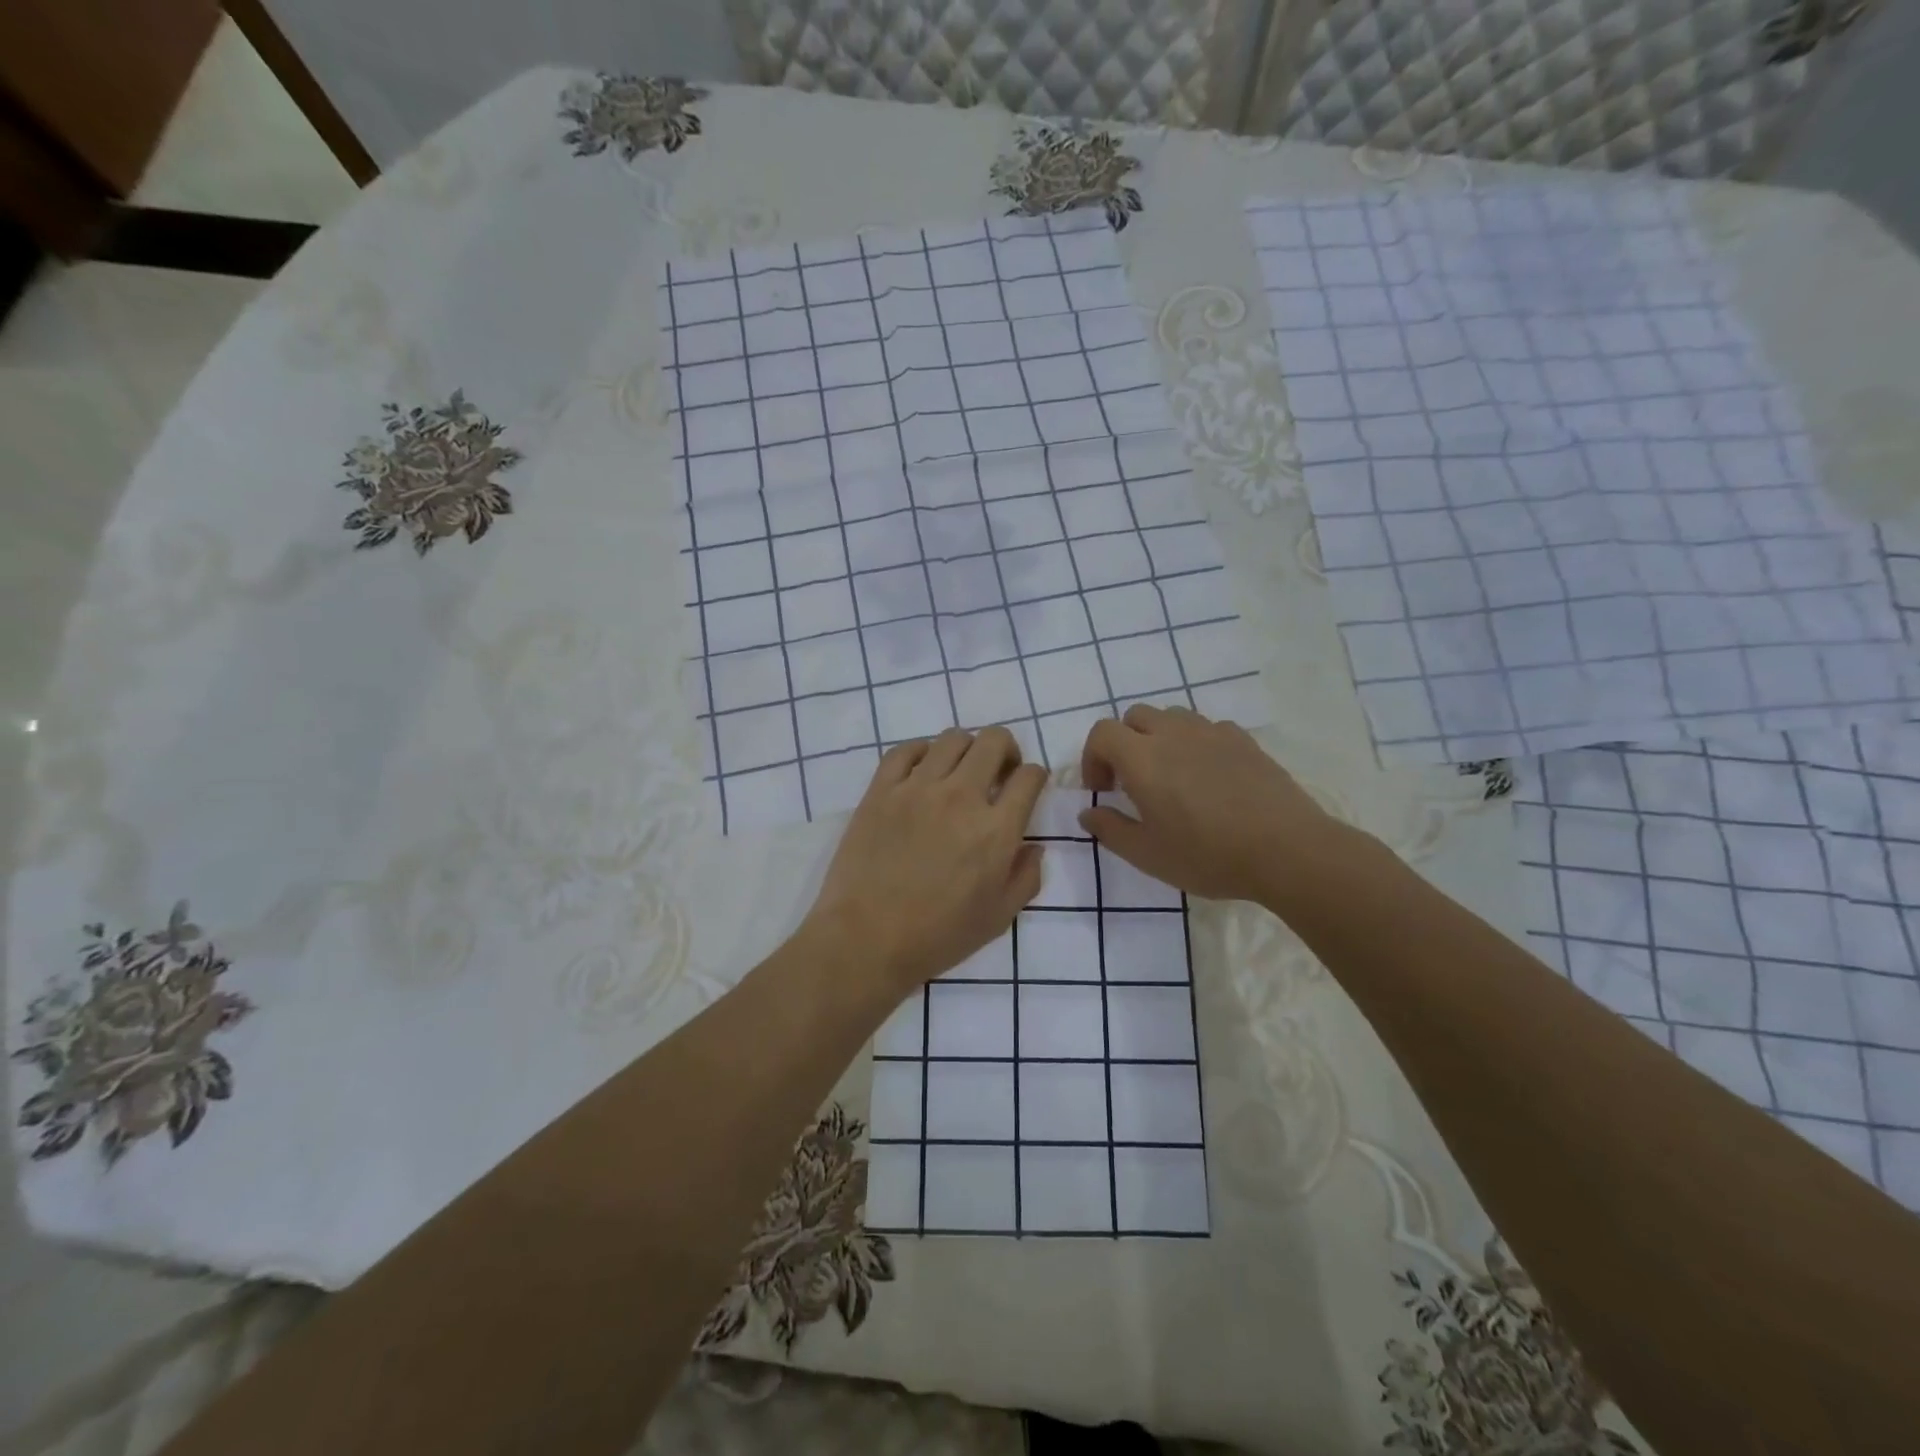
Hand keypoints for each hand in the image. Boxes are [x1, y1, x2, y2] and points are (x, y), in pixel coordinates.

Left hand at [805, 727, 1047, 998]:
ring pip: (952, 738)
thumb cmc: (937, 937)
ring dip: (966, 748)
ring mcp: (917, 788)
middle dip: (1006, 750)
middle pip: (994, 741)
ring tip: (959, 770)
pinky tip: (922, 770)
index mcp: (996, 830)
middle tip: (998, 771)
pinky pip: (905, 750)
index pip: (1029, 777)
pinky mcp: (881, 790)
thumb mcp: (999, 918)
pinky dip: (921, 751)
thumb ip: (1026, 878)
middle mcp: (961, 797)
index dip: (1035, 776)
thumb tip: (1033, 847)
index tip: (1027, 786)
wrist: (867, 940)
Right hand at [1079, 706, 1342, 903]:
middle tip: (1131, 782)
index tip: (1103, 790)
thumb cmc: (1208, 855)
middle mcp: (1174, 734)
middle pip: (1135, 716)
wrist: (1286, 850)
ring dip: (1159, 738)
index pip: (1103, 733)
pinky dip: (1196, 743)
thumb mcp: (1147, 854)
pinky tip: (1208, 777)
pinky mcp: (1244, 740)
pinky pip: (1208, 728)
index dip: (1093, 757)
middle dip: (1124, 743)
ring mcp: (1212, 732)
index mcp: (1143, 758)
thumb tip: (1087, 813)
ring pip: (1172, 717)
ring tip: (1170, 776)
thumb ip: (1110, 830)